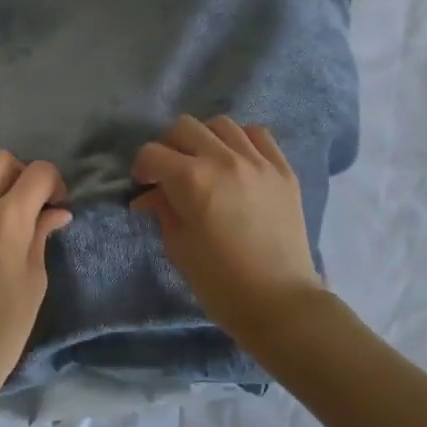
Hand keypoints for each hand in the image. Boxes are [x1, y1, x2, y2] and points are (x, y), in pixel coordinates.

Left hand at [0, 150, 72, 406]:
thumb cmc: (4, 327)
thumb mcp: (35, 280)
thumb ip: (41, 236)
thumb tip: (56, 210)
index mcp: (10, 221)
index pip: (39, 173)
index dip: (53, 183)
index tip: (54, 204)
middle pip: (0, 161)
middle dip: (19, 175)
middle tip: (23, 204)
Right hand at [130, 115, 325, 346]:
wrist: (278, 301)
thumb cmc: (219, 283)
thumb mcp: (179, 247)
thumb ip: (163, 210)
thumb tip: (150, 195)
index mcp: (192, 179)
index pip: (153, 153)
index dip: (142, 168)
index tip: (144, 185)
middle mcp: (225, 159)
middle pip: (185, 127)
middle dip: (169, 146)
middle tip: (171, 172)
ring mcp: (259, 161)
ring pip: (223, 125)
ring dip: (205, 139)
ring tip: (206, 164)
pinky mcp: (284, 170)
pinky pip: (259, 136)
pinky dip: (242, 142)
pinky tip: (238, 162)